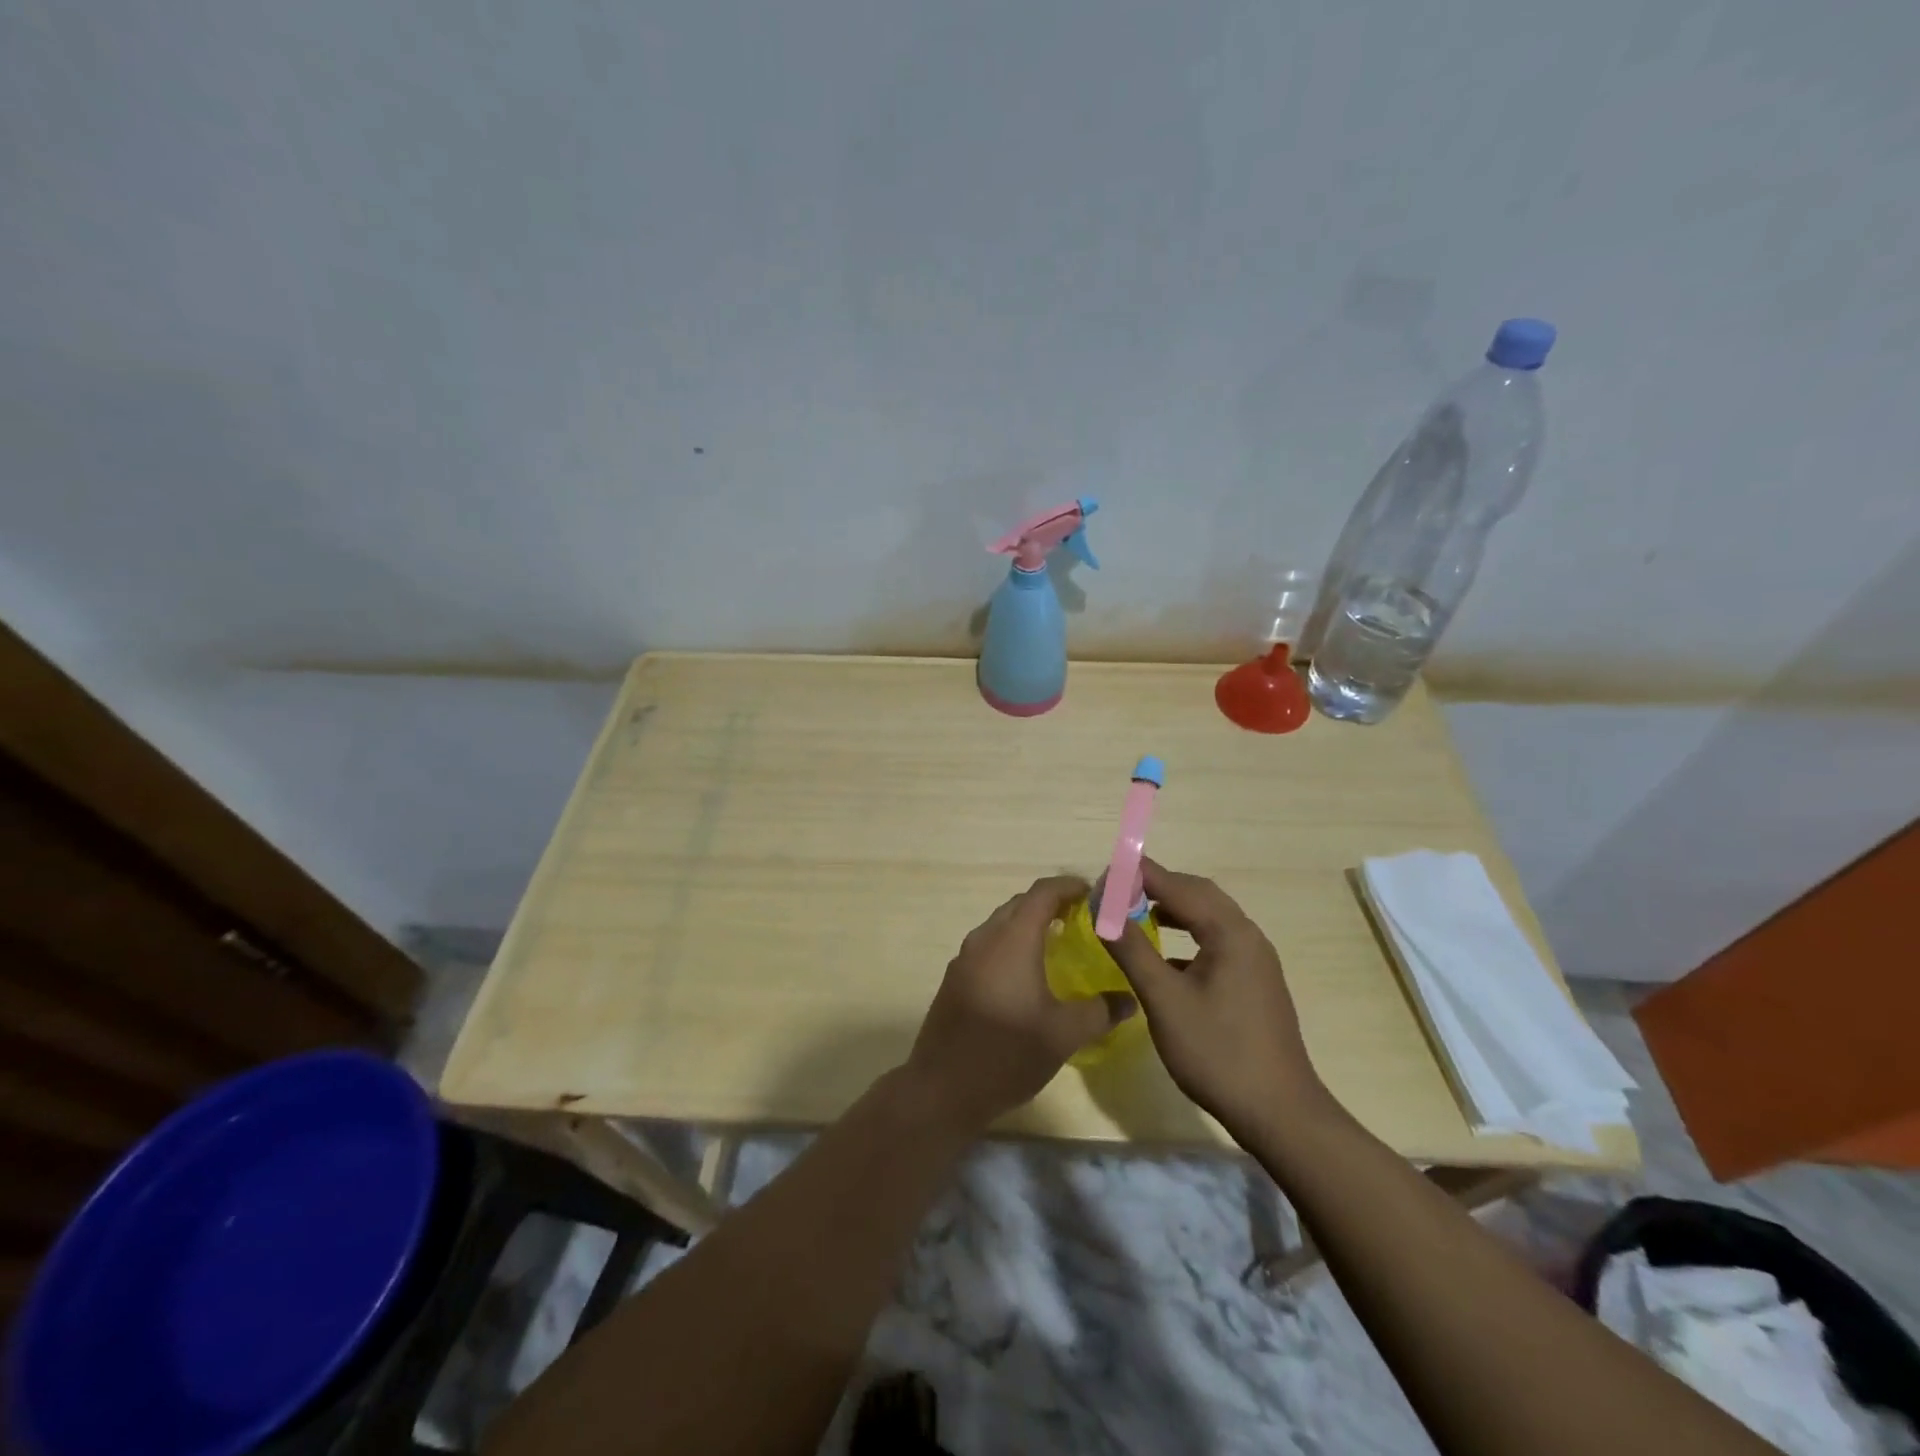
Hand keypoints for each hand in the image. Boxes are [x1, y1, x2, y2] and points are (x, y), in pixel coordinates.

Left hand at [905, 876, 1136, 1130]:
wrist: (942, 1088)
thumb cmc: (1008, 1054)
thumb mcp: (1064, 1034)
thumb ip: (1100, 1011)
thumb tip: (1128, 999)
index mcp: (1013, 940)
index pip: (1042, 893)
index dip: (1069, 886)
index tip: (1095, 894)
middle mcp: (985, 939)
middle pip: (1020, 904)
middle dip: (1051, 904)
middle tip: (1083, 919)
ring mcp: (965, 958)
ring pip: (1001, 925)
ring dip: (1029, 925)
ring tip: (1059, 944)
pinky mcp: (955, 979)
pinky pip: (989, 946)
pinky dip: (1012, 945)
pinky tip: (1027, 974)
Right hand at [1107, 859, 1327, 1140]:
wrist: (1278, 1113)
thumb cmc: (1217, 1052)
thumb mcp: (1164, 1000)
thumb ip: (1132, 949)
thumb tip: (1103, 909)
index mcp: (1230, 933)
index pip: (1179, 886)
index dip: (1140, 876)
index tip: (1105, 873)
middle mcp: (1248, 936)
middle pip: (1199, 894)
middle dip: (1158, 885)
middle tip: (1118, 889)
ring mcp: (1256, 961)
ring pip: (1210, 918)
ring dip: (1174, 908)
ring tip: (1136, 913)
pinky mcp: (1255, 983)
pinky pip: (1217, 941)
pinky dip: (1188, 934)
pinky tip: (1165, 955)